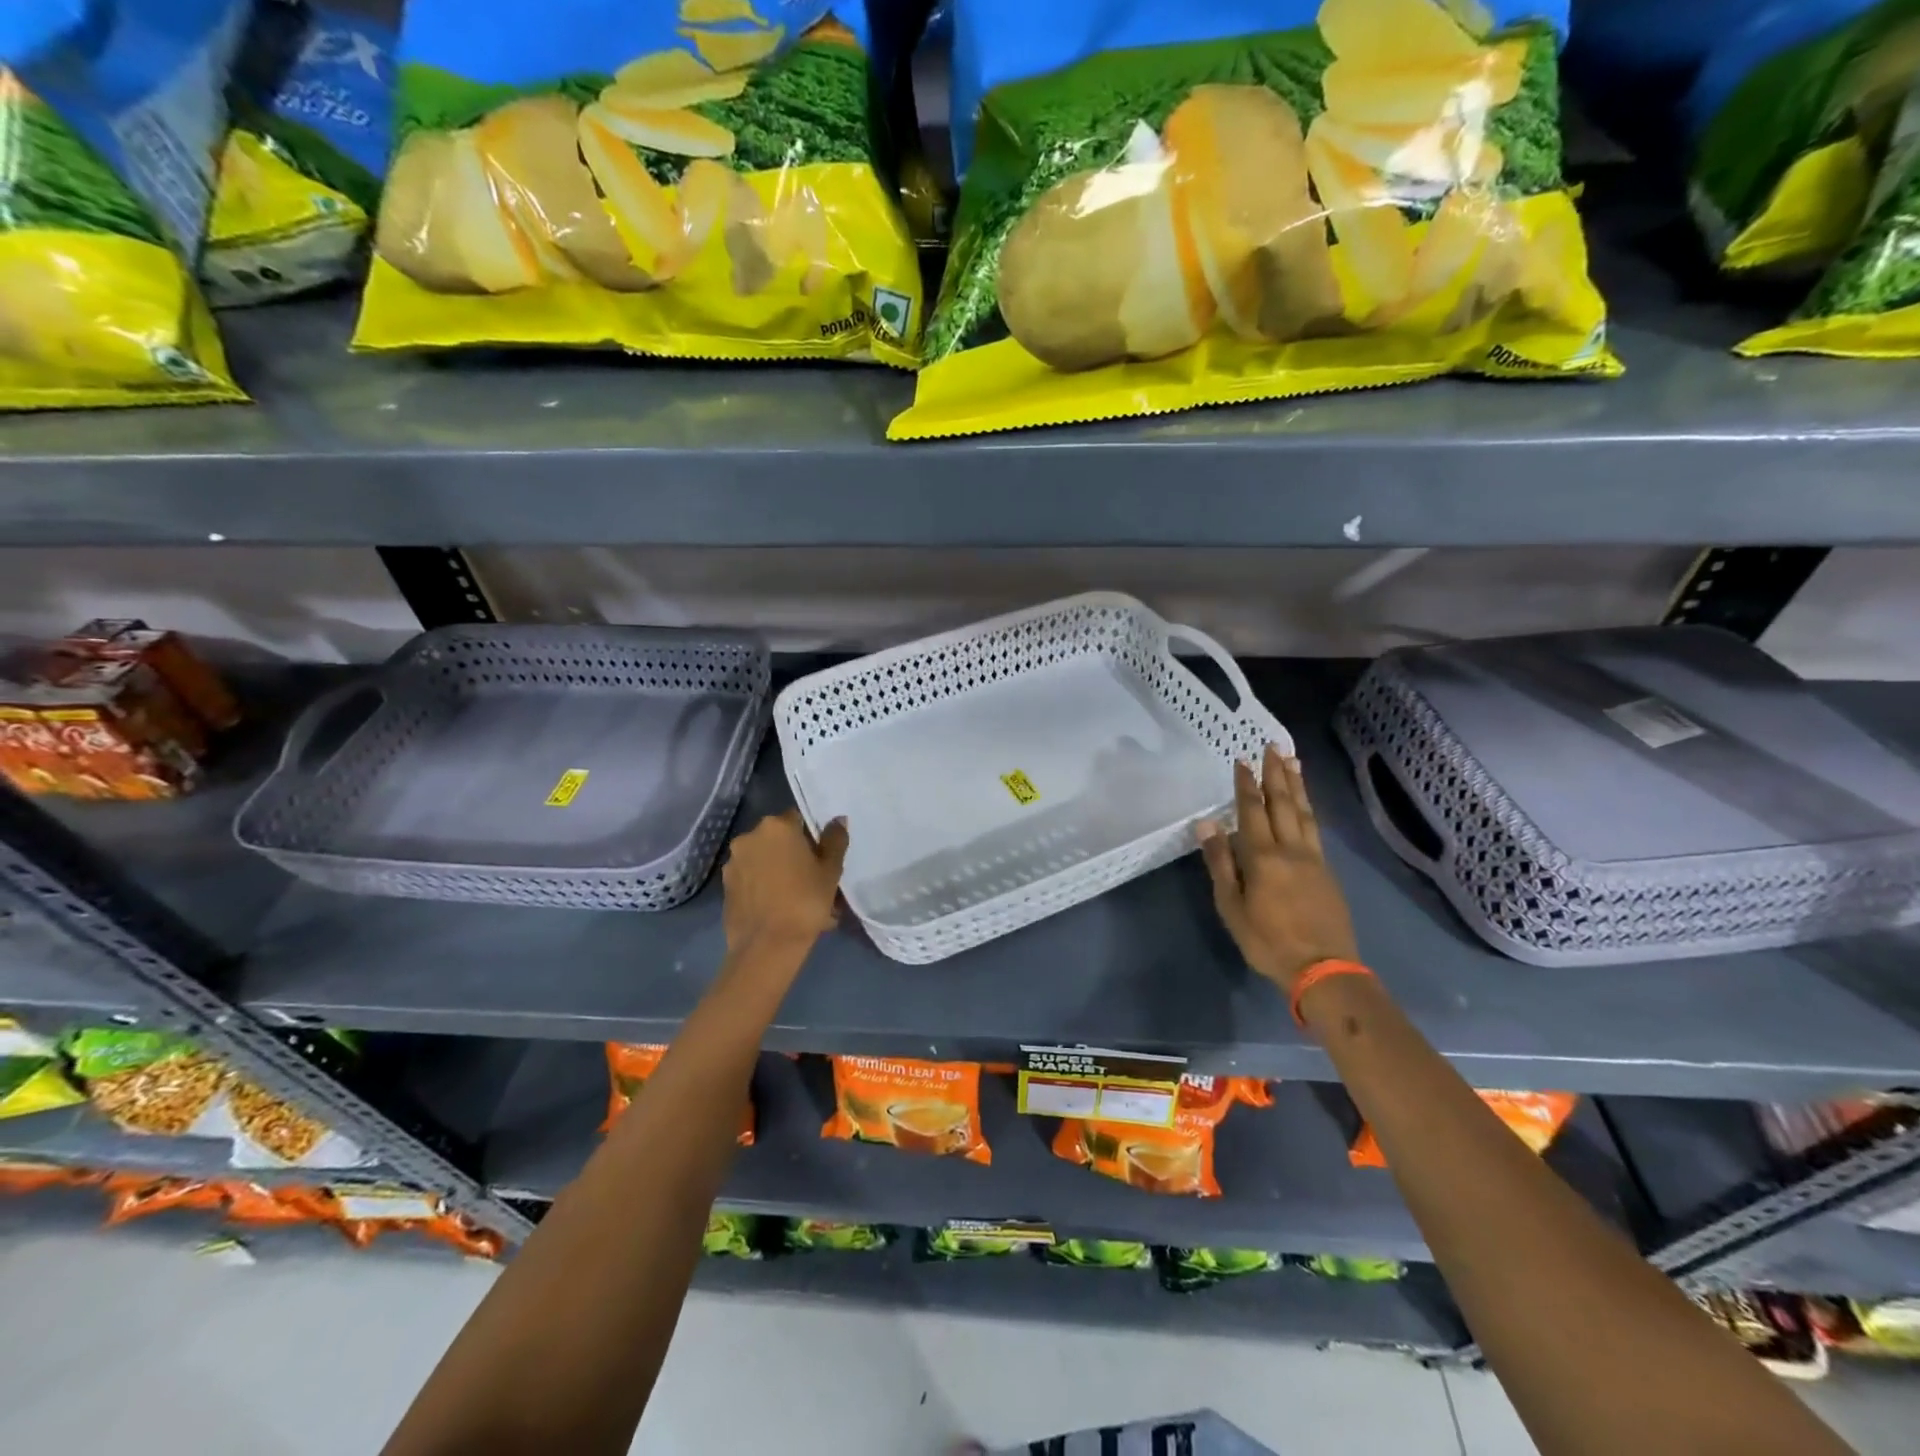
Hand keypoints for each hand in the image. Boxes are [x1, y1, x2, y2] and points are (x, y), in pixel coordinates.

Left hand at [721, 809, 848, 957]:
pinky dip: (762, 887)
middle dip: (792, 853)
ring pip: (762, 859)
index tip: (820, 857)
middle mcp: (750, 837)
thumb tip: (837, 820)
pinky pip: (750, 879)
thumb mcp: (830, 871)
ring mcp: (733, 862)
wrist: (767, 946)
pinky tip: (777, 908)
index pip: (798, 818)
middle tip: (810, 878)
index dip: (811, 836)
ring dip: (776, 870)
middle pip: (777, 838)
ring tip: (794, 899)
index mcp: (777, 827)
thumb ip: (835, 840)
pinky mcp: (725, 886)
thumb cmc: (805, 901)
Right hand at [1199, 744, 1358, 994]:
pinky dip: (1308, 808)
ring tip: (1293, 761)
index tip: (1242, 760)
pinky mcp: (1327, 871)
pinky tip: (1305, 804)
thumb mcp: (1231, 906)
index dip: (1246, 784)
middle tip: (1273, 746)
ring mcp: (1313, 858)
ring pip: (1304, 812)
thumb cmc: (1267, 940)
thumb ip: (1220, 862)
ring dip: (1296, 785)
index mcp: (1263, 856)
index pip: (1252, 810)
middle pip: (1283, 803)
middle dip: (1276, 774)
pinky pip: (1315, 828)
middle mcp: (1291, 848)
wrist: (1323, 968)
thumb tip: (1207, 823)